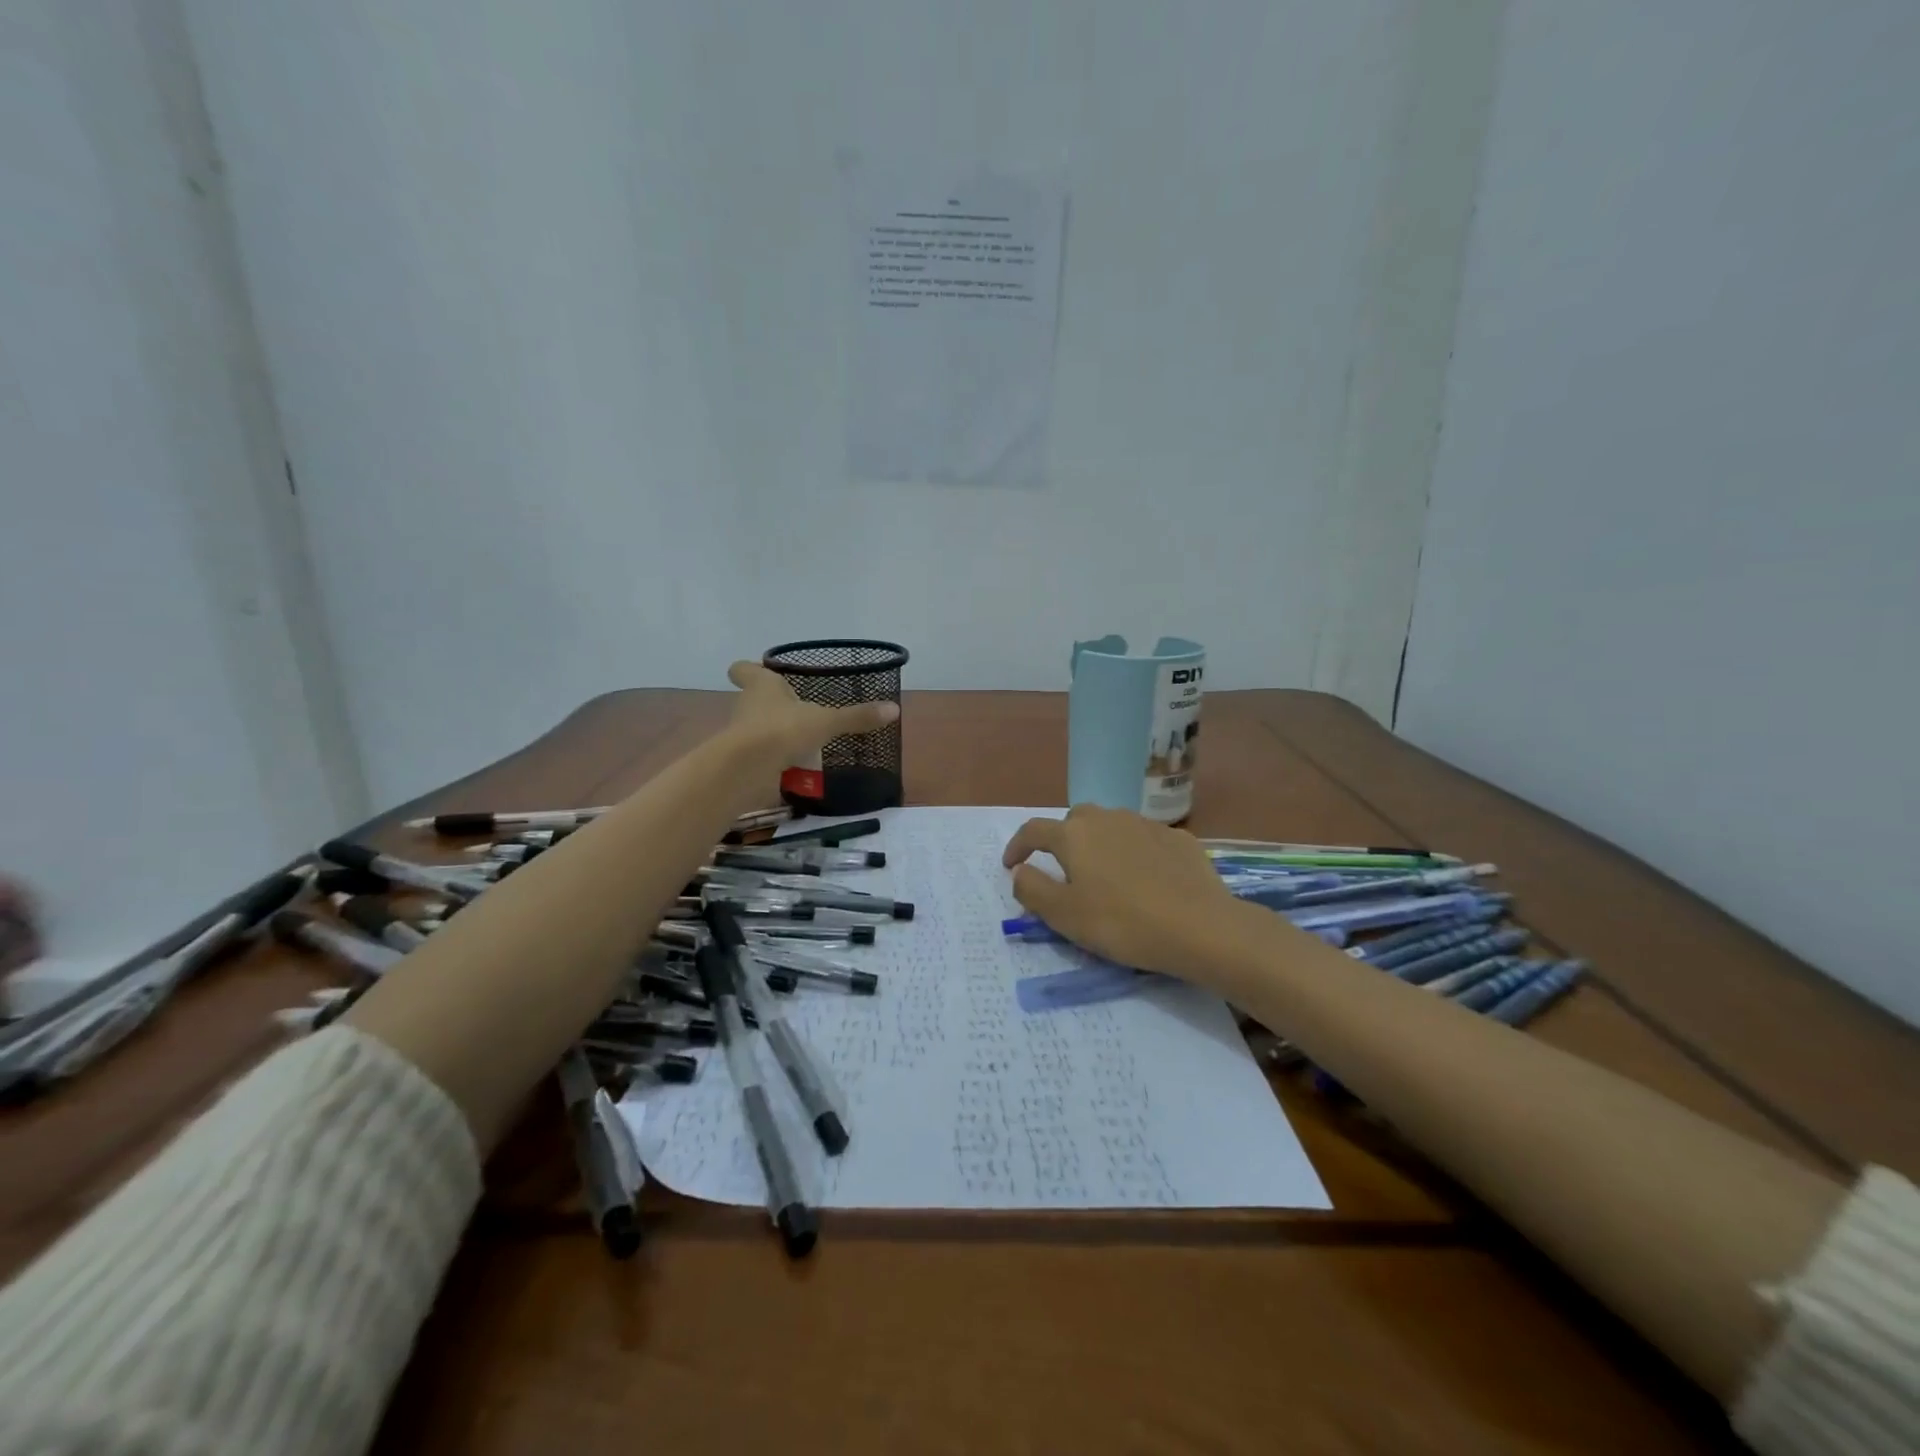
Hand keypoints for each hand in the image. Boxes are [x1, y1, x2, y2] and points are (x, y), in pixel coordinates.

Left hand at [725, 661, 898, 762]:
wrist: (748, 767)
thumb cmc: (784, 729)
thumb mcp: (827, 722)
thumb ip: (857, 717)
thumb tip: (894, 708)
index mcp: (762, 686)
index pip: (744, 669)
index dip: (750, 670)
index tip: (759, 672)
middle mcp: (747, 706)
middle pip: (753, 700)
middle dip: (772, 705)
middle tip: (796, 710)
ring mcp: (742, 734)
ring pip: (757, 728)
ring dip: (775, 733)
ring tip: (802, 742)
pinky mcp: (743, 761)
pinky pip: (762, 756)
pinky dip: (776, 760)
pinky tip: (796, 768)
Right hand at [1001, 805, 1250, 981]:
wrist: (1200, 927)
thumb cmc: (1121, 922)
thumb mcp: (1064, 915)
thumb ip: (1032, 889)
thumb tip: (1020, 871)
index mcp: (1074, 835)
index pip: (1033, 830)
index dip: (1017, 847)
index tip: (1011, 866)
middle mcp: (1107, 818)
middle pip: (1074, 821)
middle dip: (1061, 840)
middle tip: (1062, 870)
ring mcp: (1145, 825)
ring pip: (1112, 827)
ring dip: (1100, 844)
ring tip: (1105, 874)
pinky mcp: (1178, 839)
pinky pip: (1144, 840)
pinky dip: (1134, 853)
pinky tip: (1145, 879)